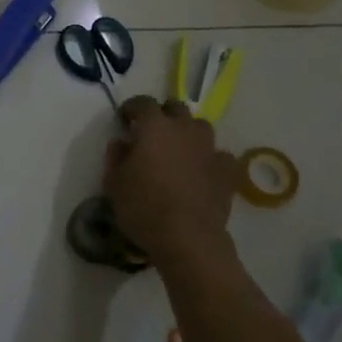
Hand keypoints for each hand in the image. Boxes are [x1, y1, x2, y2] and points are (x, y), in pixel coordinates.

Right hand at [103, 97, 238, 266]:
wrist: (187, 238)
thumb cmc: (143, 207)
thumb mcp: (114, 183)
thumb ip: (115, 156)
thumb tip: (121, 142)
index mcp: (155, 127)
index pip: (143, 103)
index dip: (132, 107)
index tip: (124, 118)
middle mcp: (185, 130)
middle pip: (176, 107)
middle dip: (163, 114)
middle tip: (152, 131)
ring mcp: (210, 149)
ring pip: (200, 127)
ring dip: (188, 133)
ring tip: (178, 150)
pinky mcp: (227, 171)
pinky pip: (218, 155)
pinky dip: (209, 159)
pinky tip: (202, 172)